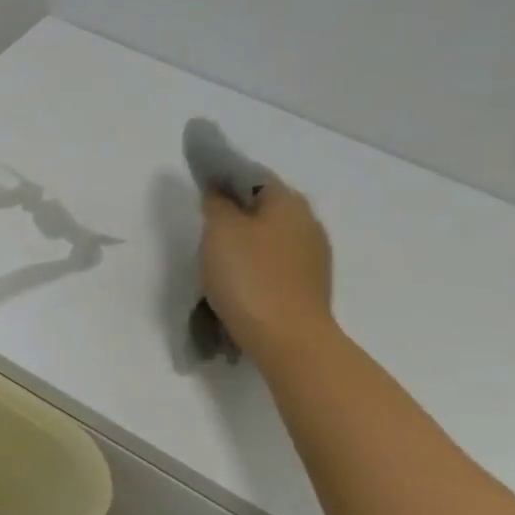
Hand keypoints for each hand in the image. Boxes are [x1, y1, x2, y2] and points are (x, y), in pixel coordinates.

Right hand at [201, 176, 335, 360]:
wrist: (287, 338)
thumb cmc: (249, 277)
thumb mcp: (220, 231)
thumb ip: (217, 203)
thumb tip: (219, 190)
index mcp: (288, 201)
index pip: (253, 175)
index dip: (225, 177)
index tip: (201, 187)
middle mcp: (307, 222)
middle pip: (264, 206)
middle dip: (236, 212)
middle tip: (205, 226)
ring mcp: (313, 256)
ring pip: (271, 236)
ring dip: (247, 241)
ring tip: (218, 259)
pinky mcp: (309, 285)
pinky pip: (276, 264)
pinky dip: (256, 266)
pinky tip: (239, 281)